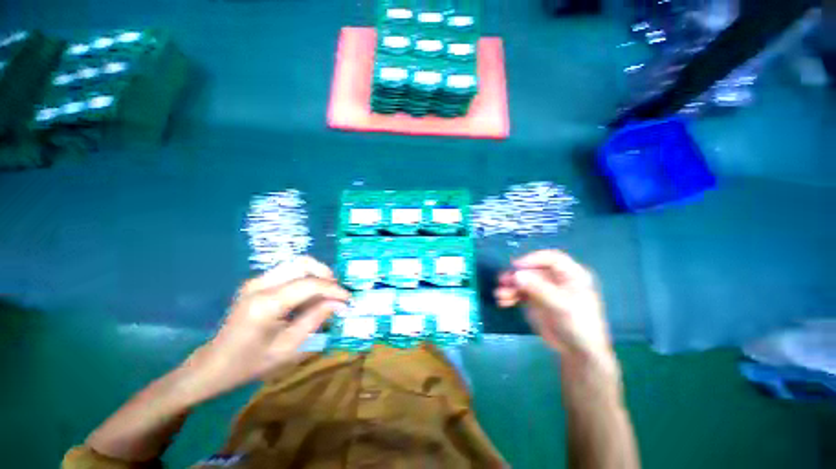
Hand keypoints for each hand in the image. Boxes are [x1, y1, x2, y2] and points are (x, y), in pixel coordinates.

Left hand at [184, 257, 349, 399]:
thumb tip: (340, 303)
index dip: (333, 289)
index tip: (348, 299)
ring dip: (317, 275)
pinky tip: (311, 296)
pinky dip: (306, 279)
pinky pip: (290, 272)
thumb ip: (316, 319)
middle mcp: (260, 284)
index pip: (309, 284)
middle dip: (326, 274)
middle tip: (337, 292)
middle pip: (303, 263)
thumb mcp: (288, 347)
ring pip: (297, 264)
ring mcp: (257, 281)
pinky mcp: (257, 282)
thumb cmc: (250, 363)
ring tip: (327, 294)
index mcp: (265, 304)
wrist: (214, 365)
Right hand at [494, 250, 614, 369]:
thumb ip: (539, 289)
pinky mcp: (533, 300)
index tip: (516, 266)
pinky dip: (510, 295)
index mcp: (570, 275)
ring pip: (523, 281)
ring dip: (510, 286)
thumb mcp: (562, 305)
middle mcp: (555, 278)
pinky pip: (518, 293)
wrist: (577, 351)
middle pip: (532, 270)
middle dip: (516, 275)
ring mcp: (543, 289)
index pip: (551, 259)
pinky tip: (503, 302)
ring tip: (499, 295)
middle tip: (502, 281)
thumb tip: (516, 275)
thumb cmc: (579, 325)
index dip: (534, 259)